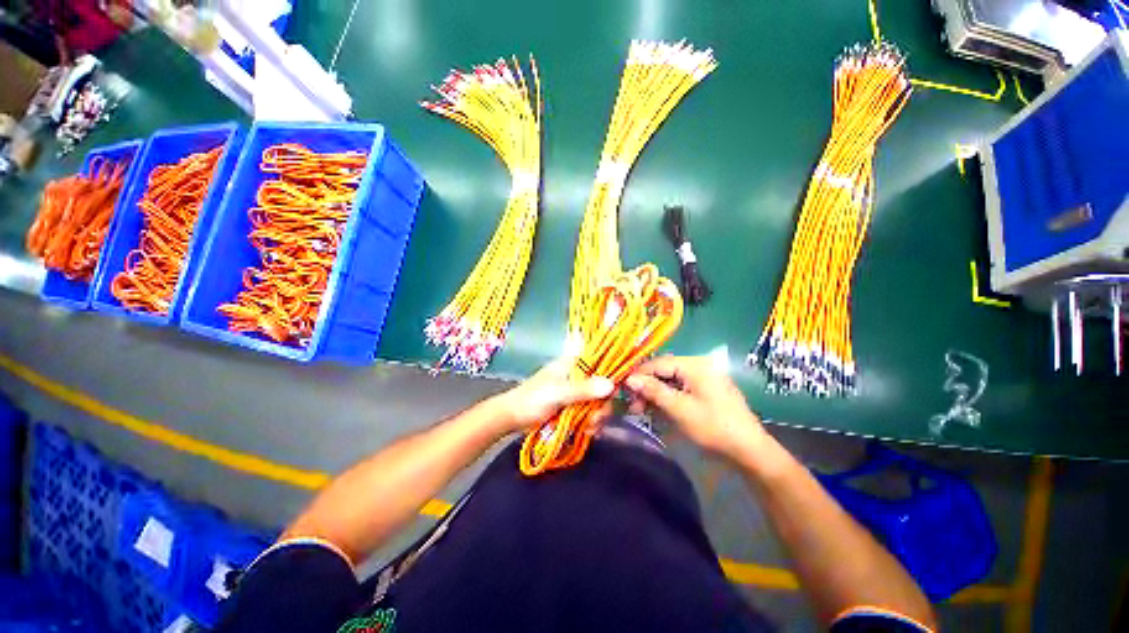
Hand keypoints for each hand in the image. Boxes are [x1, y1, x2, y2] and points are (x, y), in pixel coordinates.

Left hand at [487, 358, 614, 434]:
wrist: (512, 417)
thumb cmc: (532, 399)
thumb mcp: (558, 393)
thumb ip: (583, 389)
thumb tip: (611, 385)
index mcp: (574, 363)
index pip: (602, 364)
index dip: (612, 378)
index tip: (614, 396)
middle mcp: (579, 375)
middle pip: (603, 386)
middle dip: (602, 405)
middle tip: (596, 420)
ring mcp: (577, 391)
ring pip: (598, 401)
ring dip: (597, 416)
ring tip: (589, 428)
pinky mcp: (574, 406)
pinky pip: (591, 412)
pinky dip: (591, 422)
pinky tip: (588, 431)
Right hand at [625, 356, 767, 464]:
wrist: (750, 451)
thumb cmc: (713, 427)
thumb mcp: (679, 409)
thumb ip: (653, 391)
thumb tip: (629, 379)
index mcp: (695, 365)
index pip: (658, 363)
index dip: (639, 375)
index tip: (622, 389)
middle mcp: (699, 365)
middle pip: (664, 371)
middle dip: (646, 387)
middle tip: (633, 405)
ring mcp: (704, 378)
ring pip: (671, 380)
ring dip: (655, 394)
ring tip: (642, 410)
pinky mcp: (707, 390)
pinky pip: (681, 388)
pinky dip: (668, 398)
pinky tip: (658, 410)